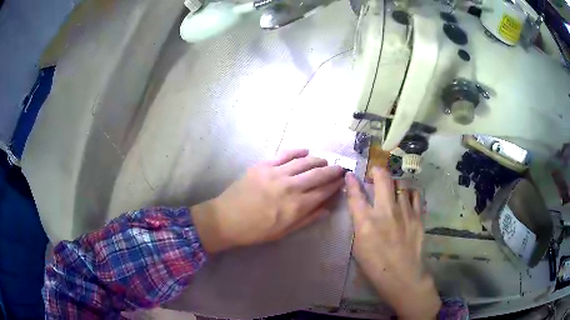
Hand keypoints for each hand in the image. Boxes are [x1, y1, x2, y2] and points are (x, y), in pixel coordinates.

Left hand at [192, 149, 344, 253]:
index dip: (335, 185)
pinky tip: (306, 151)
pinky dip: (297, 151)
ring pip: (304, 162)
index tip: (343, 181)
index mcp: (296, 206)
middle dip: (333, 171)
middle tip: (340, 168)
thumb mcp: (284, 232)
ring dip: (318, 160)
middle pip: (318, 174)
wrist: (226, 219)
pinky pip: (285, 154)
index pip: (323, 192)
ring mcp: (276, 173)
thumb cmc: (256, 230)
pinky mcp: (263, 165)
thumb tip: (327, 209)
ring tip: (325, 161)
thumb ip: (307, 219)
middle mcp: (290, 187)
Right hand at [346, 168, 440, 319]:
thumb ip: (359, 224)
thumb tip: (359, 209)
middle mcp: (385, 211)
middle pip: (382, 178)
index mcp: (366, 221)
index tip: (350, 174)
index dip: (352, 182)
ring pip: (401, 184)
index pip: (356, 194)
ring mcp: (404, 211)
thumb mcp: (358, 246)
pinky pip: (415, 194)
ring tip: (393, 189)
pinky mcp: (418, 215)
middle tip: (376, 173)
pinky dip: (410, 193)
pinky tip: (407, 198)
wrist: (402, 275)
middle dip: (377, 171)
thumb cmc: (375, 265)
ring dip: (395, 183)